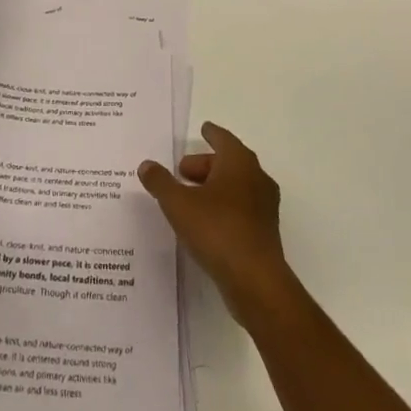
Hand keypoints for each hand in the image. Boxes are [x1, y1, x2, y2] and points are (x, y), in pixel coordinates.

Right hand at [139, 122, 292, 326]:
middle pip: (229, 163)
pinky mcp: (264, 233)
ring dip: (213, 187)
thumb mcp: (178, 203)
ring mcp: (264, 207)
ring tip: (188, 198)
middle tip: (182, 171)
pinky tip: (204, 223)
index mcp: (239, 162)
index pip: (223, 139)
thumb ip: (160, 182)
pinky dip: (223, 207)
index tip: (204, 129)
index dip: (211, 134)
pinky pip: (240, 209)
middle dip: (205, 165)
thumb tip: (146, 165)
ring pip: (236, 187)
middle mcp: (256, 178)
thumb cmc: (217, 230)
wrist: (255, 281)